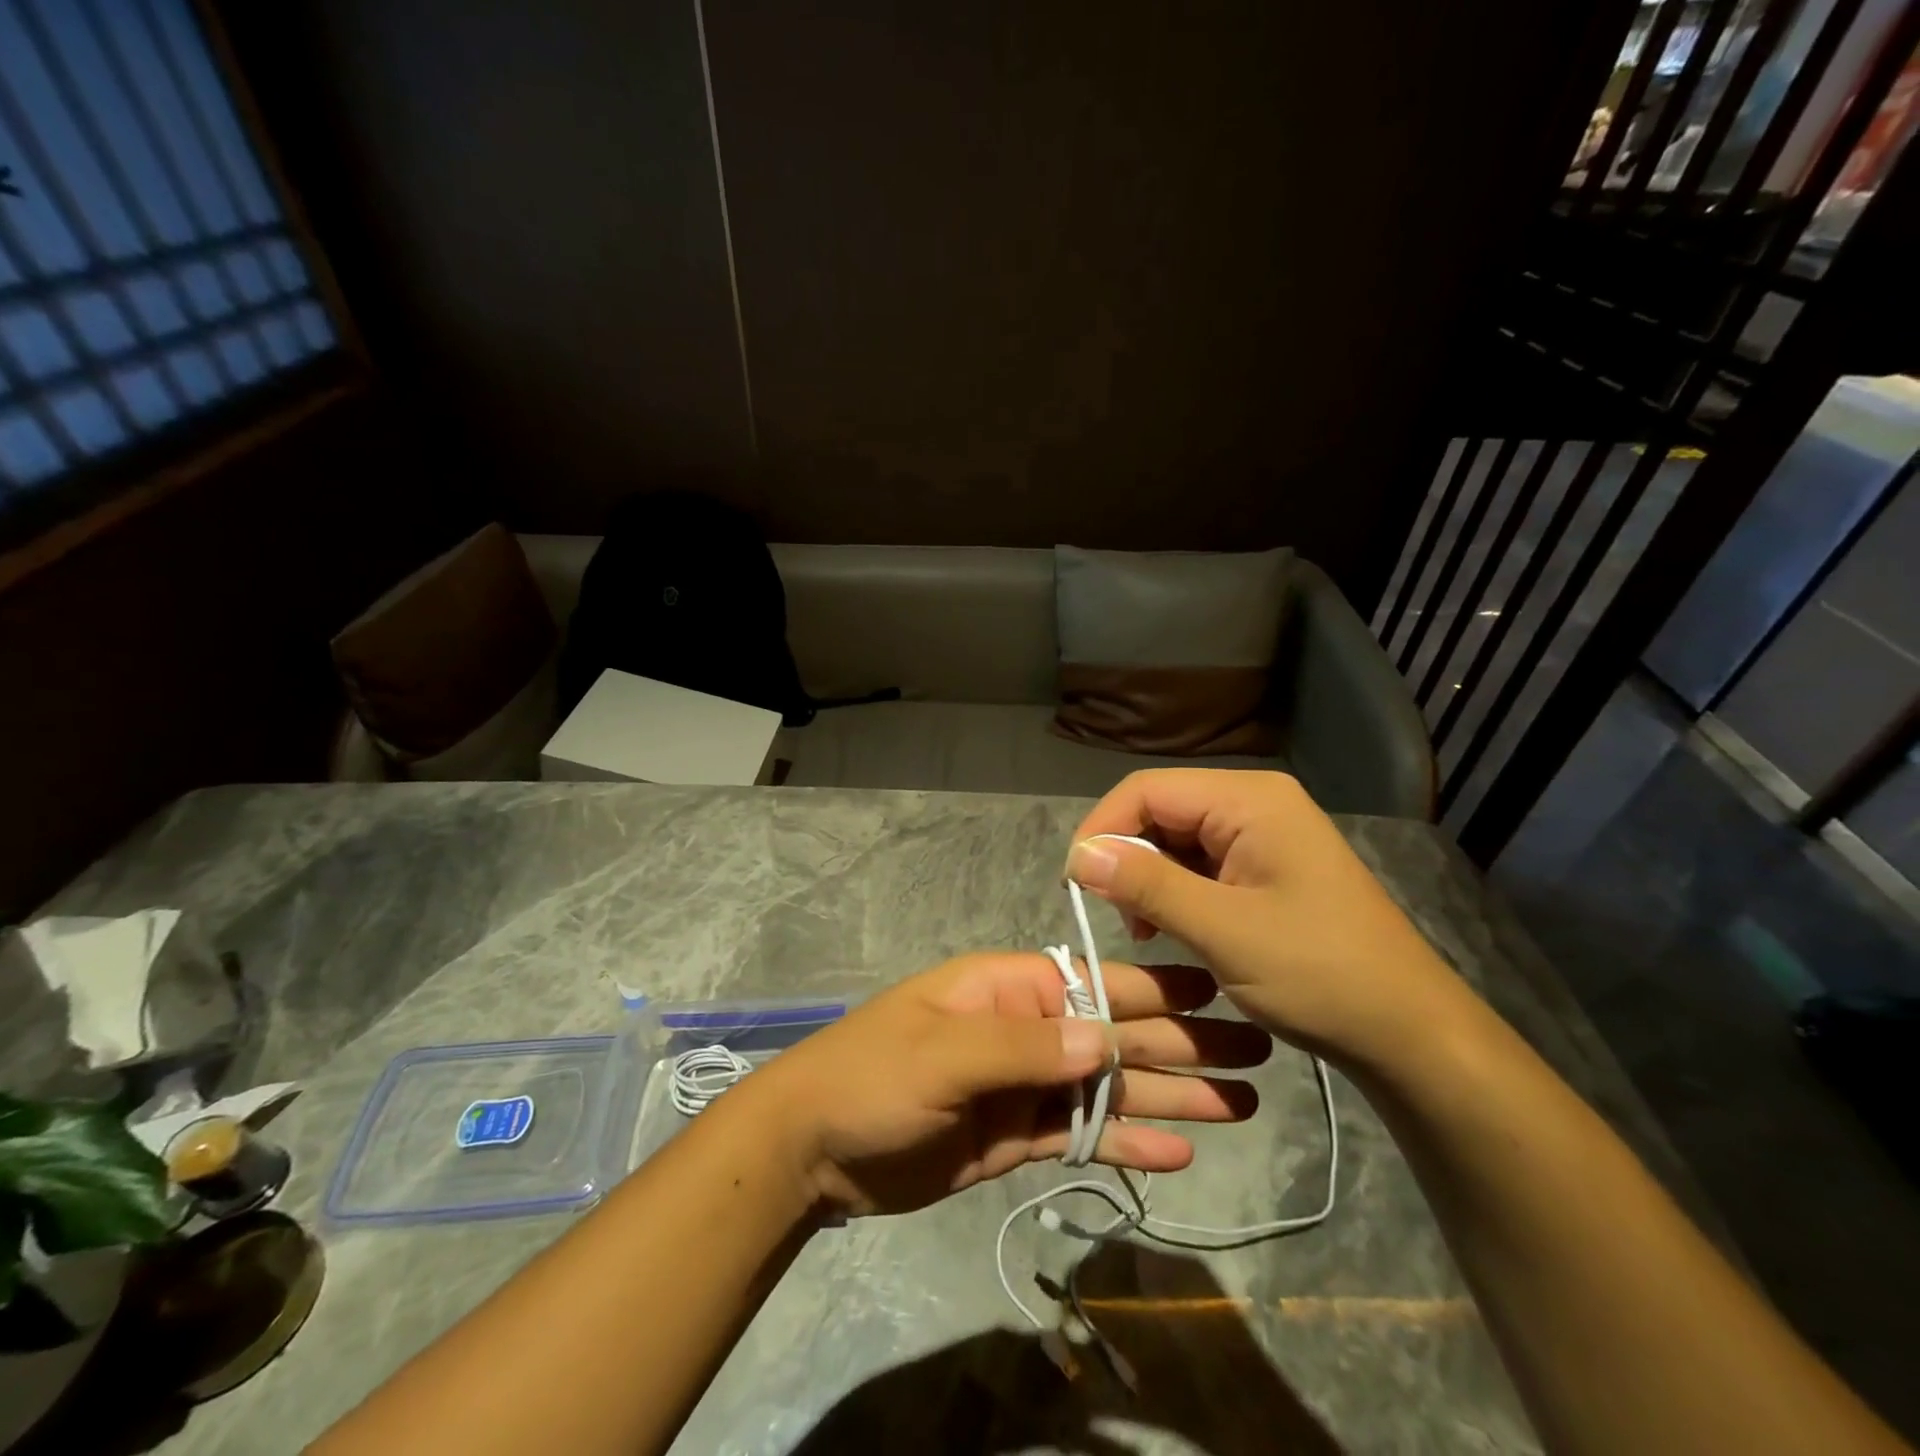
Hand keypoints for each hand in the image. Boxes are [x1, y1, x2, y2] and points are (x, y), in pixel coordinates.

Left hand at [740, 951, 1270, 1217]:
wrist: (814, 1148)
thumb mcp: (943, 1052)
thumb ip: (1025, 1045)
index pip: (1095, 984)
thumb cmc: (873, 1076)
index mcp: (1009, 988)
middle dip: (1182, 1045)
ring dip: (1168, 1096)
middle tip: (1256, 1055)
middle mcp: (1025, 1029)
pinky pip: (1081, 1133)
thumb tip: (1107, 1039)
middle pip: (1114, 1035)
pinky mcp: (1016, 1137)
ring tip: (1239, 1109)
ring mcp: (1023, 1085)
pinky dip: (1124, 1139)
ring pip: (1107, 1087)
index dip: (1156, 992)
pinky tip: (1176, 1152)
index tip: (1219, 995)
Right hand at [1066, 769, 1472, 1070]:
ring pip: (1175, 840)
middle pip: (1160, 811)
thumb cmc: (1320, 974)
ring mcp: (1262, 835)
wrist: (1409, 1031)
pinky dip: (1174, 892)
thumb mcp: (1223, 931)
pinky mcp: (1264, 868)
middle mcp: (1254, 803)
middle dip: (1126, 857)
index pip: (1147, 790)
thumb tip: (1078, 855)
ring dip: (1148, 878)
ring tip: (1144, 930)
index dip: (1102, 828)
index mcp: (1249, 800)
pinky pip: (1200, 864)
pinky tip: (1171, 929)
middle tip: (1114, 915)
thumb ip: (1147, 885)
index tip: (1075, 883)